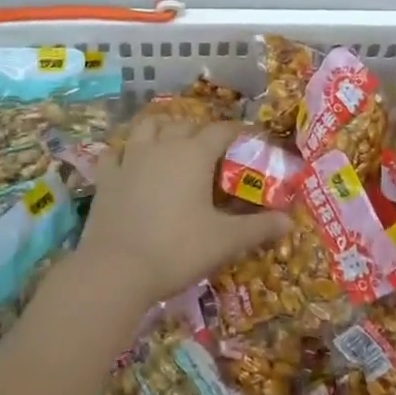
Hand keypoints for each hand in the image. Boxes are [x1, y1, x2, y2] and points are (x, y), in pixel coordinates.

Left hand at [81, 118, 288, 308]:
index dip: (237, 131)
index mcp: (194, 155)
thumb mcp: (225, 241)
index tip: (249, 139)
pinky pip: (115, 152)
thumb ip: (258, 228)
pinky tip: (129, 162)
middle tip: (212, 151)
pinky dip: (125, 152)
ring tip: (171, 143)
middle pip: (184, 124)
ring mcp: (130, 159)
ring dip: (162, 129)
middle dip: (200, 131)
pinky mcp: (106, 178)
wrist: (116, 270)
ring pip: (147, 127)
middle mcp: (162, 146)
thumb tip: (289, 222)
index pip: (221, 130)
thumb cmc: (177, 250)